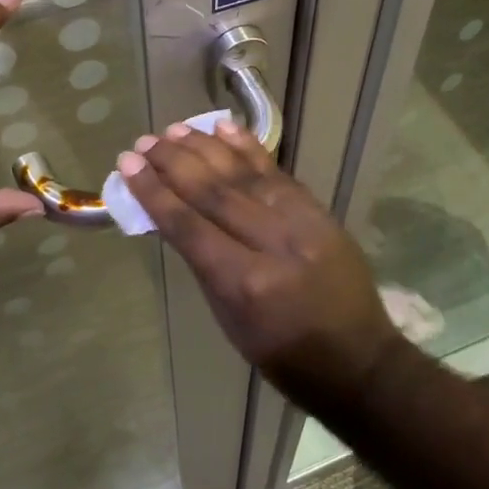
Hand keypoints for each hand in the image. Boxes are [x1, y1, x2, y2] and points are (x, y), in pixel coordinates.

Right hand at [116, 122, 404, 397]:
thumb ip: (204, 266)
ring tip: (174, 130)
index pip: (189, 227)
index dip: (155, 193)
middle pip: (214, 193)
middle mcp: (273, 245)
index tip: (129, 166)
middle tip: (145, 143)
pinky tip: (224, 127)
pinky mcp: (320, 211)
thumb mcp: (230, 322)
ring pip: (244, 175)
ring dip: (205, 148)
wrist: (359, 360)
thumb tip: (174, 217)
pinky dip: (249, 148)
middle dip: (174, 163)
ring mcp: (302, 223)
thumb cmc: (284, 355)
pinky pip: (277, 173)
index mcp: (246, 284)